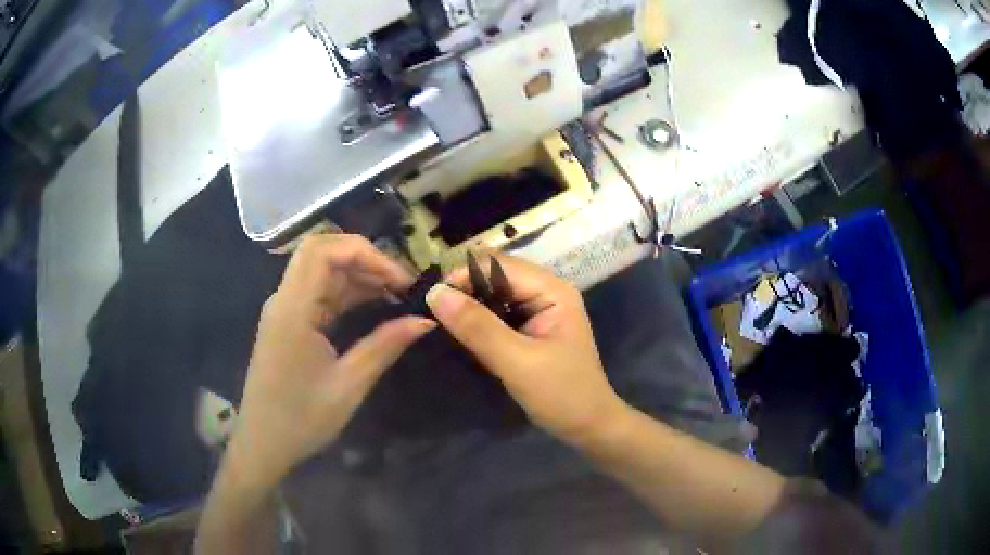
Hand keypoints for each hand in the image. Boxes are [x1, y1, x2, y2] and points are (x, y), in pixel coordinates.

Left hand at [229, 235, 435, 488]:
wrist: (263, 444)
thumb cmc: (301, 419)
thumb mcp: (349, 385)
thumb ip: (385, 346)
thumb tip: (425, 321)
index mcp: (292, 310)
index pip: (322, 251)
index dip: (365, 252)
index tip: (400, 279)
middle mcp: (284, 300)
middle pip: (322, 254)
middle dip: (365, 260)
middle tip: (402, 285)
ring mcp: (284, 311)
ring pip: (321, 273)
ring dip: (358, 276)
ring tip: (396, 295)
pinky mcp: (288, 323)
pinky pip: (319, 294)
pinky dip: (347, 294)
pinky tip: (373, 306)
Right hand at [426, 255, 625, 444]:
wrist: (589, 427)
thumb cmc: (561, 394)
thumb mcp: (518, 362)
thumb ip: (478, 328)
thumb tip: (435, 294)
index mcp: (552, 290)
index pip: (498, 266)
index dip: (462, 277)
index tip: (431, 301)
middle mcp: (545, 292)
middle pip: (495, 277)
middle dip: (463, 291)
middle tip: (430, 313)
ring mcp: (539, 311)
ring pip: (493, 296)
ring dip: (468, 307)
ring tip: (438, 322)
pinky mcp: (530, 330)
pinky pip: (497, 315)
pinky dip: (477, 322)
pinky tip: (458, 333)